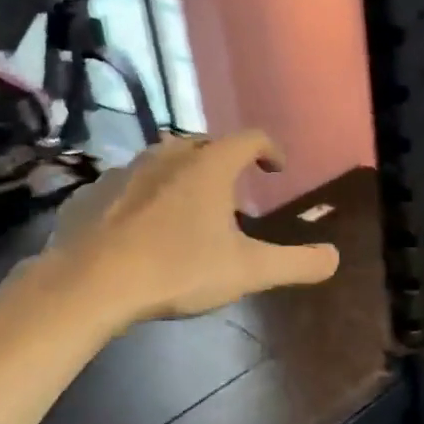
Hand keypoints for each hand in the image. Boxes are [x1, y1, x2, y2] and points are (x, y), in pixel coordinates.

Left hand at [40, 131, 339, 324]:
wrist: (89, 284)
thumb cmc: (177, 270)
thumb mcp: (249, 272)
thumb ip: (297, 264)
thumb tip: (334, 258)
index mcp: (209, 168)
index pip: (249, 139)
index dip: (269, 149)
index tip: (276, 169)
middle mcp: (167, 157)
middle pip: (204, 145)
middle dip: (223, 161)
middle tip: (233, 191)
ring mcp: (123, 172)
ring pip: (161, 161)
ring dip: (181, 175)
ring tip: (188, 206)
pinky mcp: (89, 194)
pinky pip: (126, 185)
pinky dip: (143, 195)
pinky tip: (141, 226)